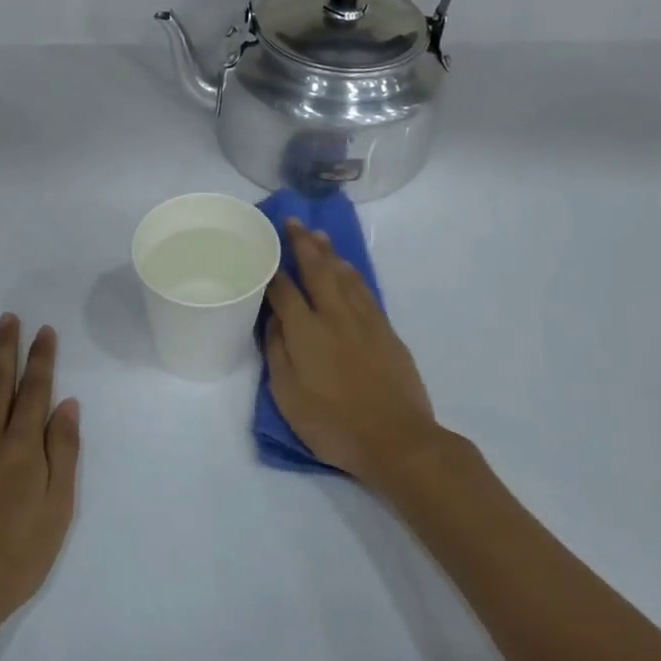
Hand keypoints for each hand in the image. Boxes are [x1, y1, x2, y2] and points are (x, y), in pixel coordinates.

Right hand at [265, 220, 446, 488]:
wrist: (397, 439)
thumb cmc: (334, 424)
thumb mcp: (289, 397)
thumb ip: (278, 353)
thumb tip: (273, 320)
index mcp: (306, 332)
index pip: (285, 290)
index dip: (272, 269)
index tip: (263, 249)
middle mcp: (335, 316)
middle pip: (317, 270)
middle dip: (303, 244)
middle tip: (293, 221)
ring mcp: (365, 321)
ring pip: (345, 275)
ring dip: (330, 252)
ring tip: (319, 235)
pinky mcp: (386, 331)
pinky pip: (365, 290)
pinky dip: (353, 273)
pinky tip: (348, 268)